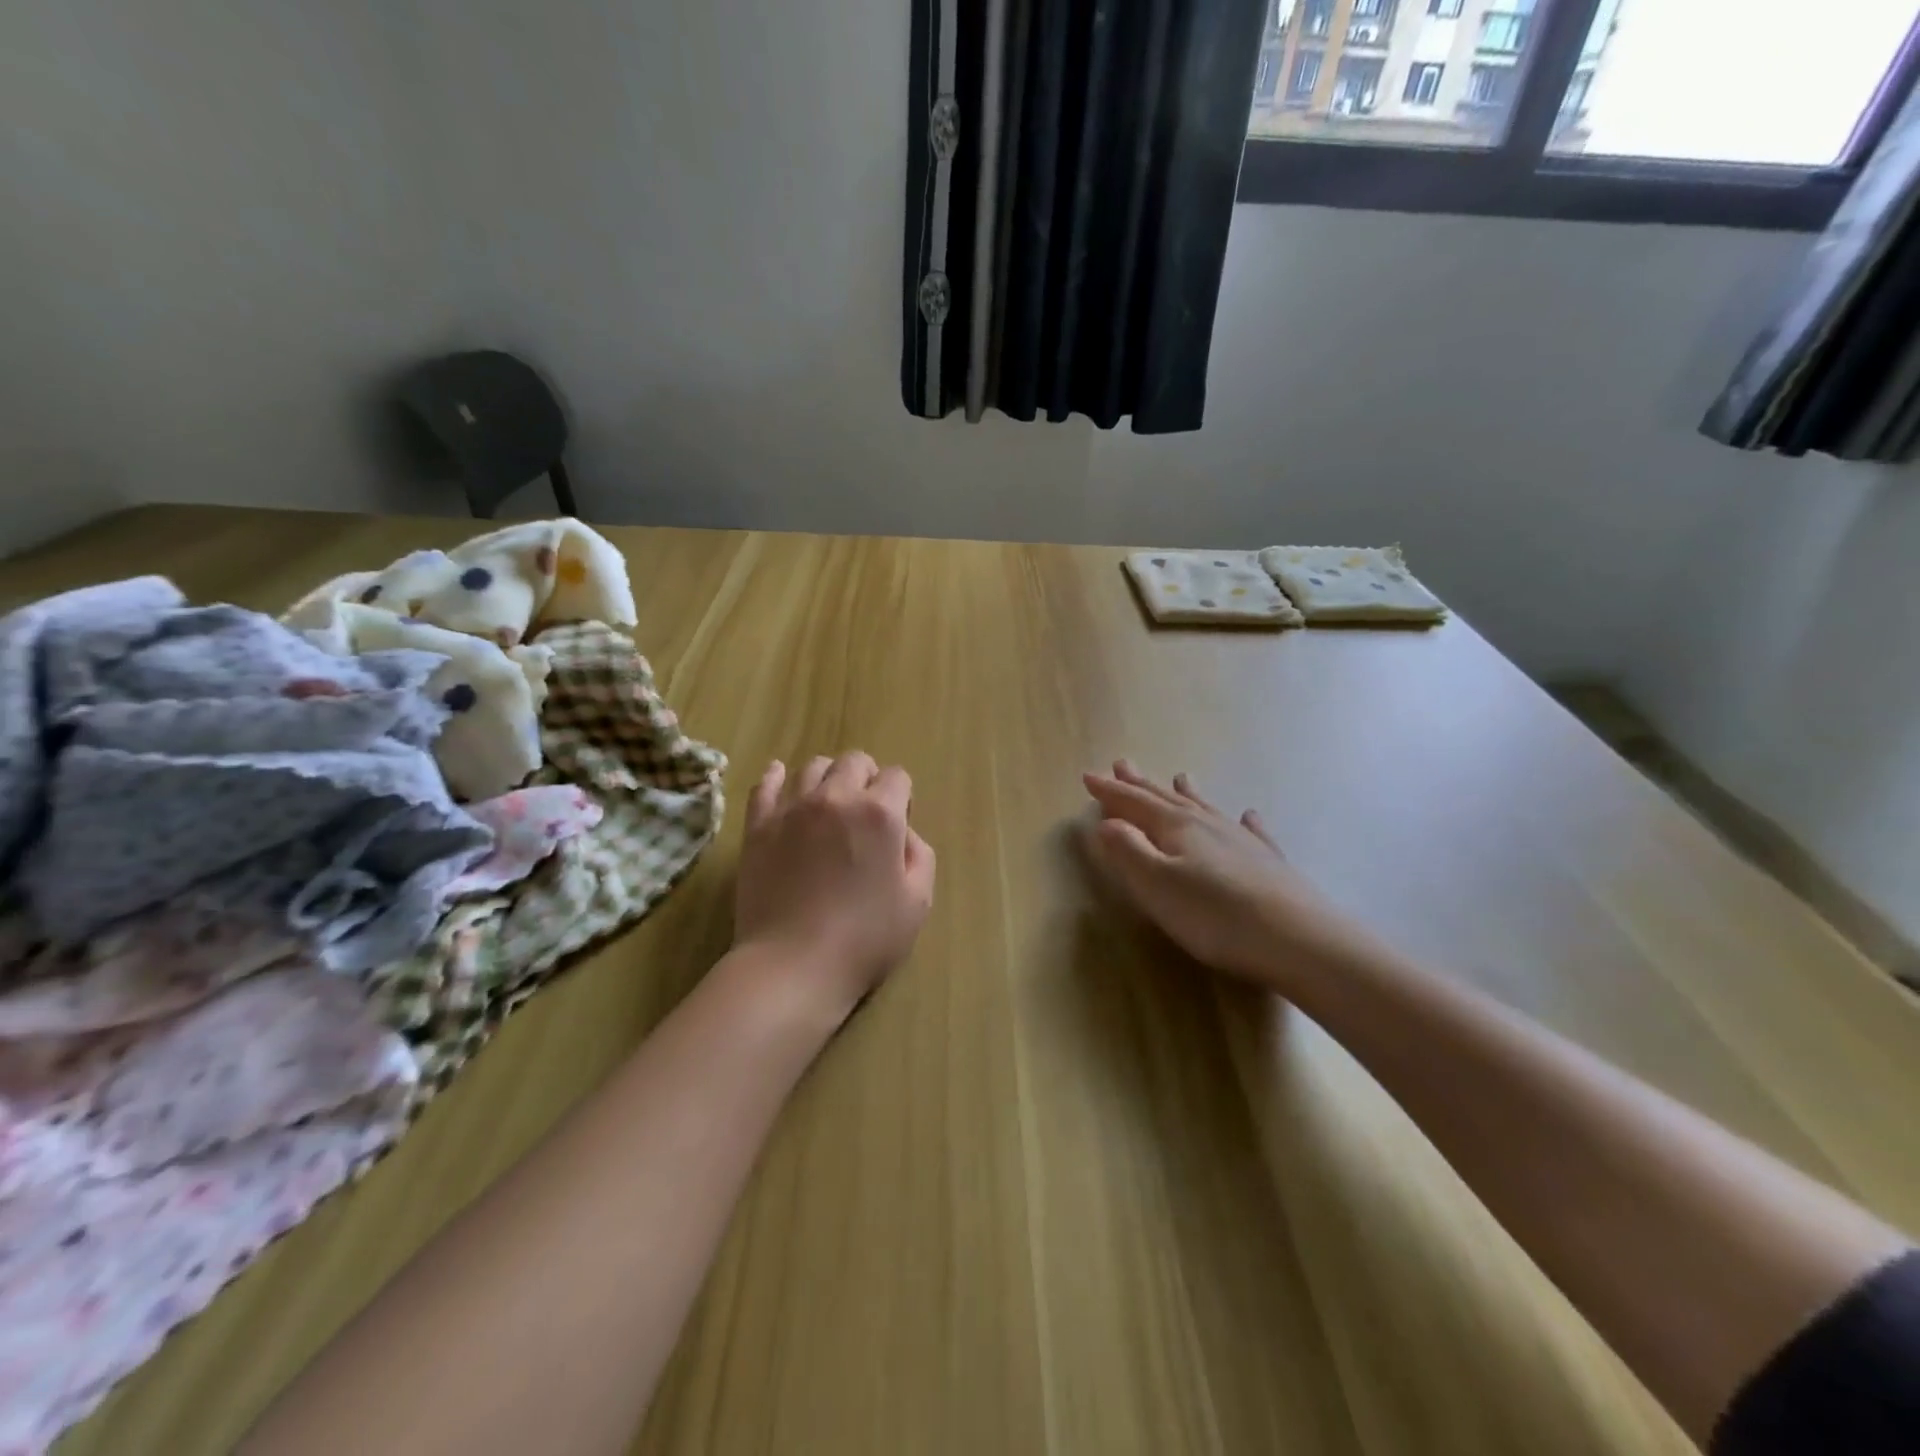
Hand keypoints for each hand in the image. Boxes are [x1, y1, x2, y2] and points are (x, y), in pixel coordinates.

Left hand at [733, 752, 935, 1025]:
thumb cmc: (865, 939)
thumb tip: (902, 833)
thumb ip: (919, 855)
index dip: (902, 796)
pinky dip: (777, 778)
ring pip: (813, 767)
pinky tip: (782, 779)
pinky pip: (766, 785)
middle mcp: (835, 798)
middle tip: (866, 813)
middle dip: (867, 778)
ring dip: (829, 778)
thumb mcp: (917, 902)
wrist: (793, 966)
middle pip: (854, 762)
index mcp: (879, 813)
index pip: (897, 776)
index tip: (897, 825)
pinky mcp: (758, 827)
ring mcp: (792, 809)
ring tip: (829, 804)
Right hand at [1081, 761, 1377, 991]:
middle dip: (1141, 784)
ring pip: (1206, 809)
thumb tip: (1105, 822)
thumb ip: (1127, 851)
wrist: (1299, 939)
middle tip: (1122, 764)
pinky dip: (1244, 821)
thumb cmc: (1215, 915)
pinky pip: (1252, 831)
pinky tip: (1249, 814)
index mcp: (1175, 828)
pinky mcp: (1269, 863)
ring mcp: (1241, 841)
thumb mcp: (1156, 884)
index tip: (1088, 775)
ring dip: (1187, 793)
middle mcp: (1207, 825)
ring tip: (1179, 776)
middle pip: (1166, 799)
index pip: (1134, 803)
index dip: (1110, 791)